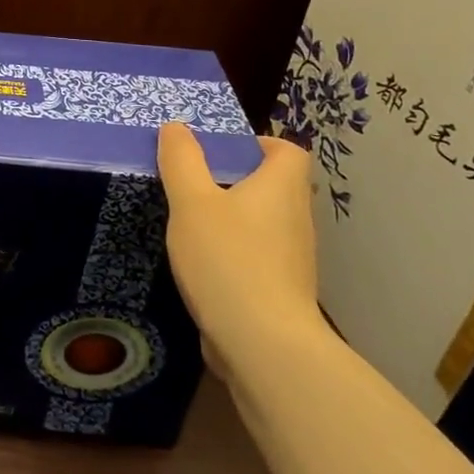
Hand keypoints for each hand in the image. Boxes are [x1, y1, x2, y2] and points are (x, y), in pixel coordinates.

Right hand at [158, 126, 323, 370]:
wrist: (263, 345)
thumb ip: (182, 160)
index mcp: (282, 188)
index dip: (258, 143)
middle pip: (273, 186)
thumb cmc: (228, 259)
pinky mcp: (281, 291)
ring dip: (232, 218)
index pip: (288, 151)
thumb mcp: (191, 201)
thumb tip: (177, 128)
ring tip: (191, 223)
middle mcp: (296, 219)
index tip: (219, 152)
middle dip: (235, 180)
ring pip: (263, 222)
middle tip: (193, 183)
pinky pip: (258, 256)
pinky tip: (202, 264)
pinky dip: (234, 253)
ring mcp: (293, 259)